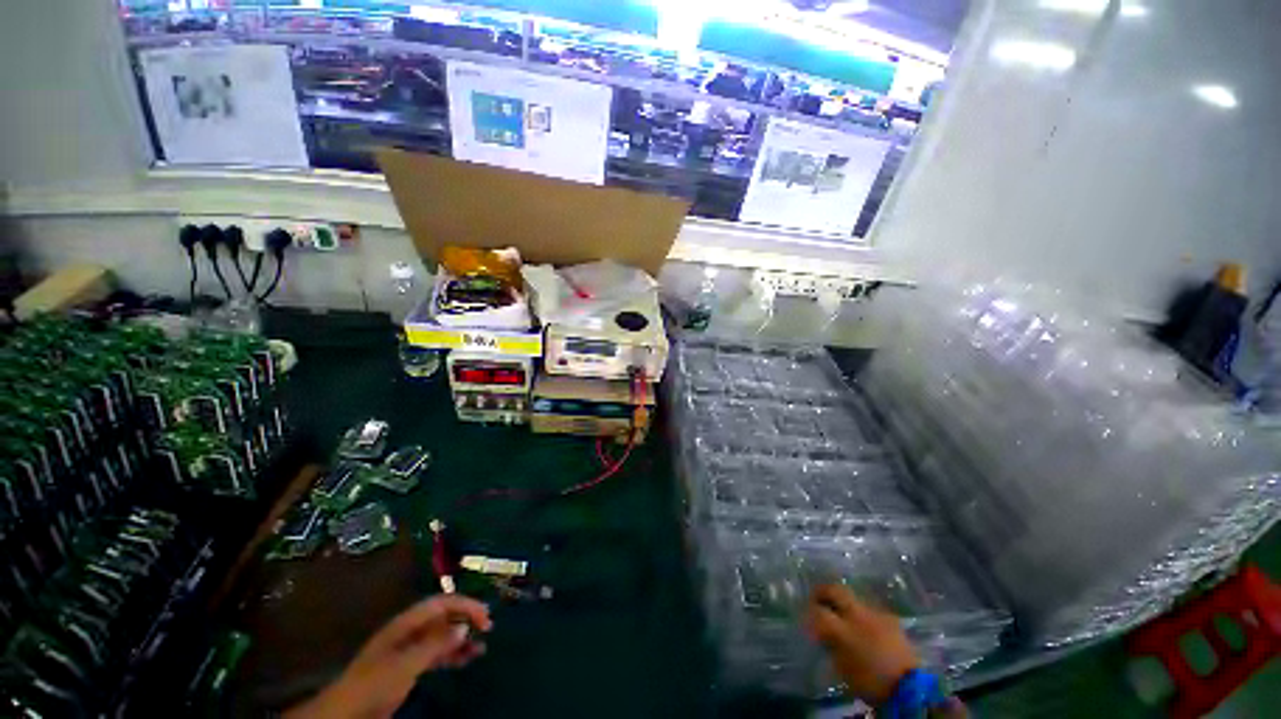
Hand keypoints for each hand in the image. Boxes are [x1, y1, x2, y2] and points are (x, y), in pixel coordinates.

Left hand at [286, 594, 492, 718]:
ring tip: (482, 645)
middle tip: (488, 627)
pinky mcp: (410, 667)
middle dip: (466, 618)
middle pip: (444, 616)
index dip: (465, 604)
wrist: (347, 713)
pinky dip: (453, 654)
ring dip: (462, 637)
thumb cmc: (375, 682)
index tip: (485, 616)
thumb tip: (464, 625)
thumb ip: (435, 643)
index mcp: (407, 622)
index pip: (442, 602)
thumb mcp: (406, 663)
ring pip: (443, 635)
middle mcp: (410, 631)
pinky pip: (438, 653)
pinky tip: (467, 658)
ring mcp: (410, 649)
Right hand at [805, 584, 919, 703]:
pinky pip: (870, 610)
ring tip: (843, 613)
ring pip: (854, 598)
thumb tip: (823, 634)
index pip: (819, 612)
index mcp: (844, 630)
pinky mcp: (890, 618)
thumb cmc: (871, 682)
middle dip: (823, 591)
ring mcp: (876, 614)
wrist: (910, 688)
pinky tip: (864, 625)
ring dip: (845, 603)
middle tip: (817, 596)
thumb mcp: (843, 668)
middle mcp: (858, 615)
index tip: (806, 617)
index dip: (810, 613)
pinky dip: (862, 614)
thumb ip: (831, 645)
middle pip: (836, 590)